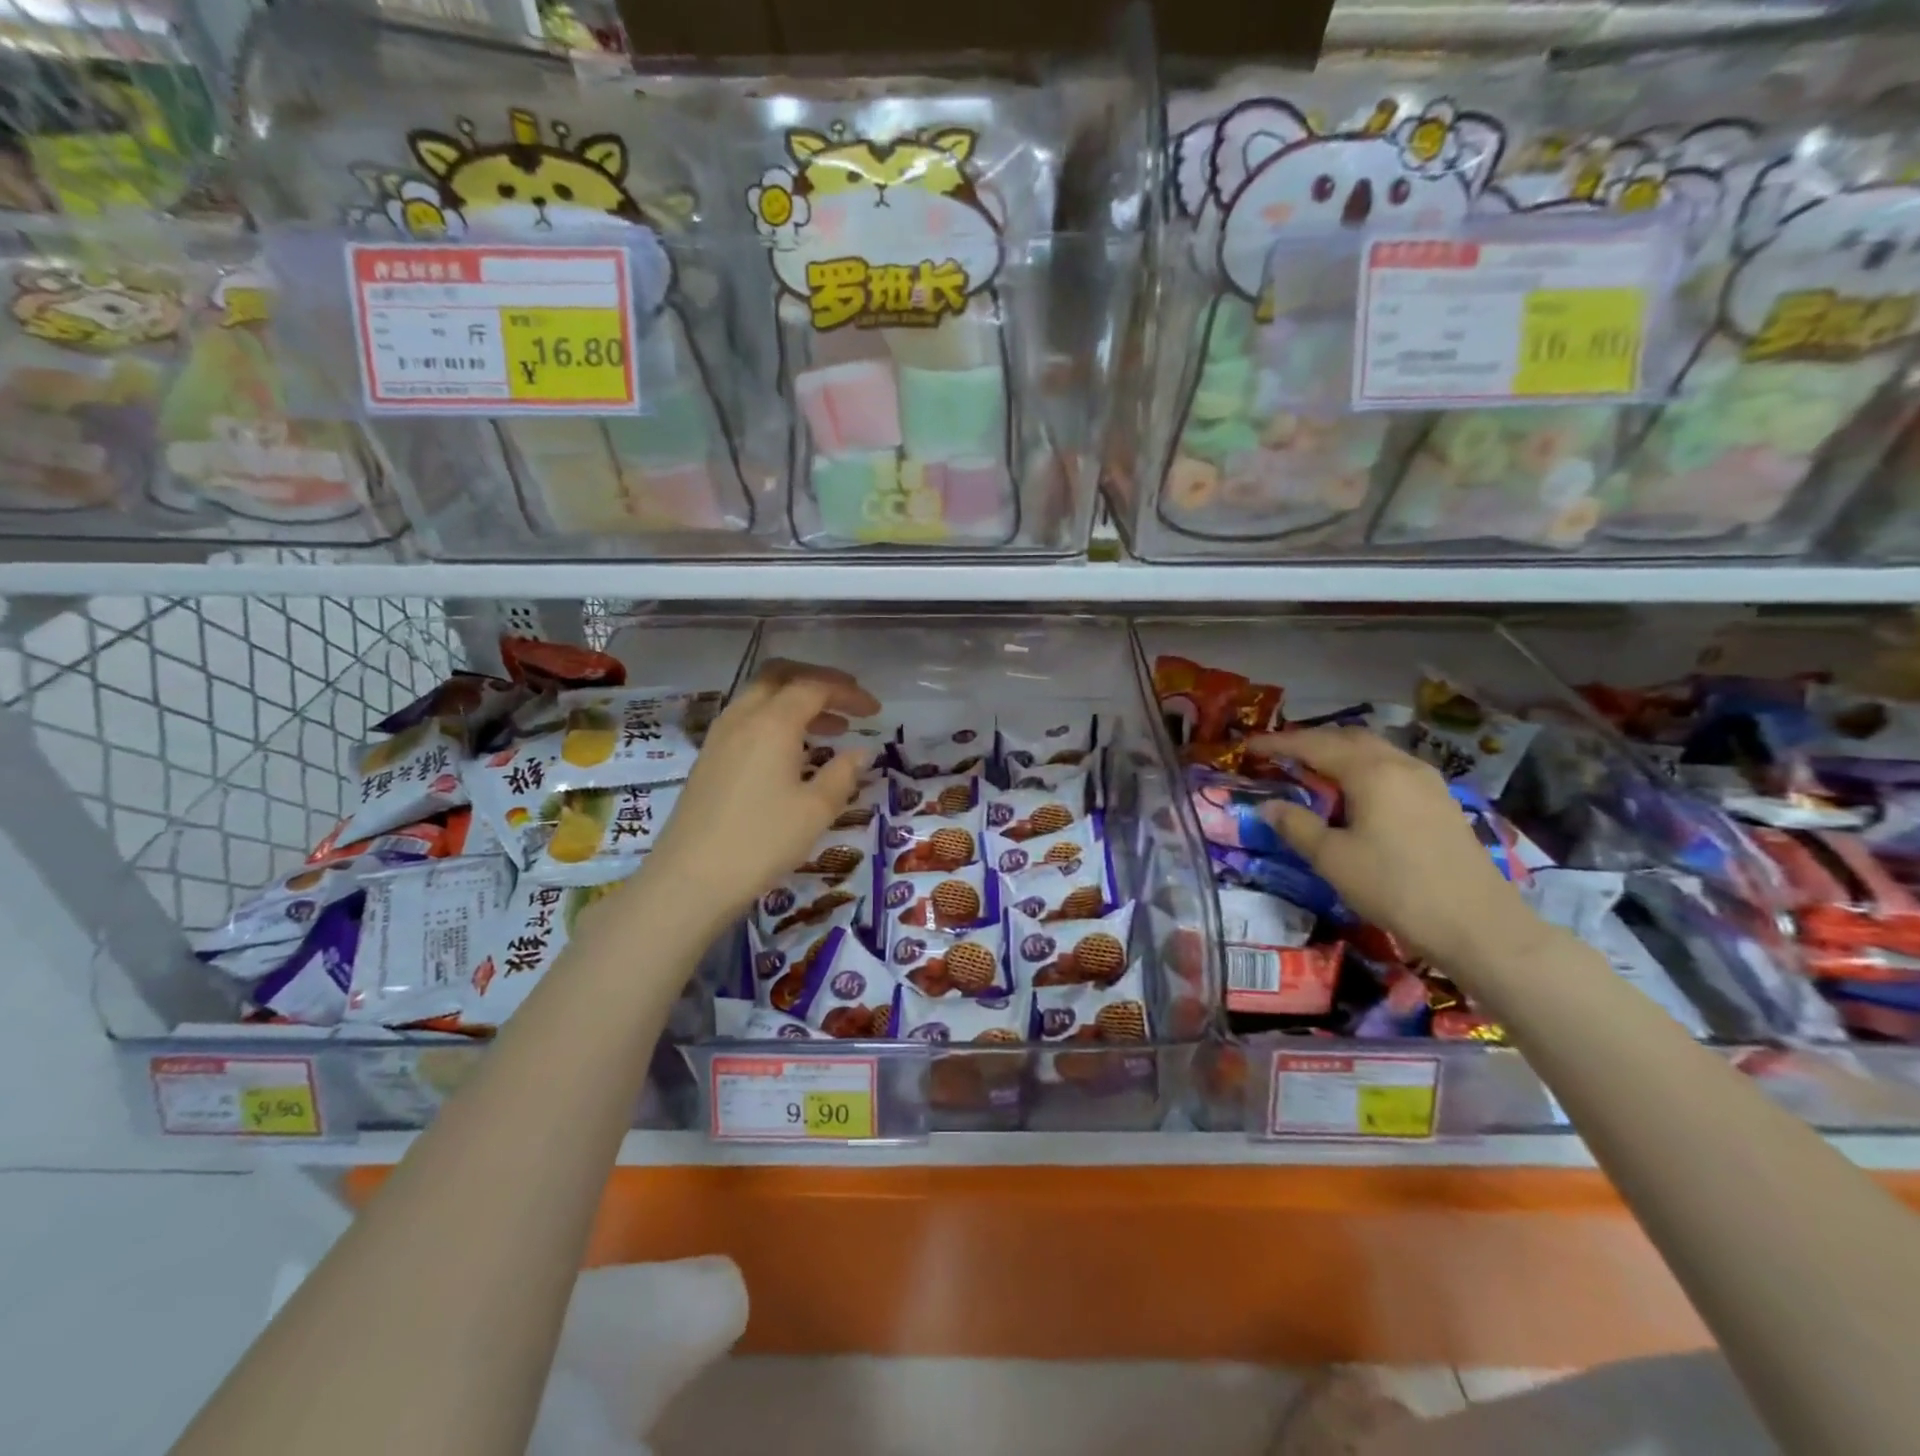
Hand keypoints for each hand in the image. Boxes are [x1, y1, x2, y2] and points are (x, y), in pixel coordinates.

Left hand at [635, 660, 879, 929]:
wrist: (691, 879)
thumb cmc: (762, 841)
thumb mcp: (816, 810)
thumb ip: (843, 774)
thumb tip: (861, 751)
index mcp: (772, 722)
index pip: (814, 687)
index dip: (848, 692)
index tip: (875, 711)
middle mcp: (742, 718)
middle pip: (780, 676)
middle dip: (818, 681)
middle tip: (848, 701)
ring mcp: (720, 737)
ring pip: (760, 697)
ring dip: (796, 702)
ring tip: (831, 729)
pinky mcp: (709, 759)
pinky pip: (747, 720)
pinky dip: (776, 720)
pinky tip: (794, 753)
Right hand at [1248, 726, 1539, 972]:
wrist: (1478, 926)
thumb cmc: (1395, 888)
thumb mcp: (1332, 859)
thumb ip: (1296, 825)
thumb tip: (1267, 805)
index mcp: (1371, 772)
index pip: (1314, 745)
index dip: (1278, 743)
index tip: (1248, 746)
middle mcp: (1401, 765)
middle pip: (1348, 738)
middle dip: (1310, 741)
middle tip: (1279, 754)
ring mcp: (1428, 782)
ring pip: (1374, 751)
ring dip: (1339, 753)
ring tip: (1312, 770)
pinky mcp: (1441, 802)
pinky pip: (1392, 768)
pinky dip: (1363, 768)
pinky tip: (1355, 792)